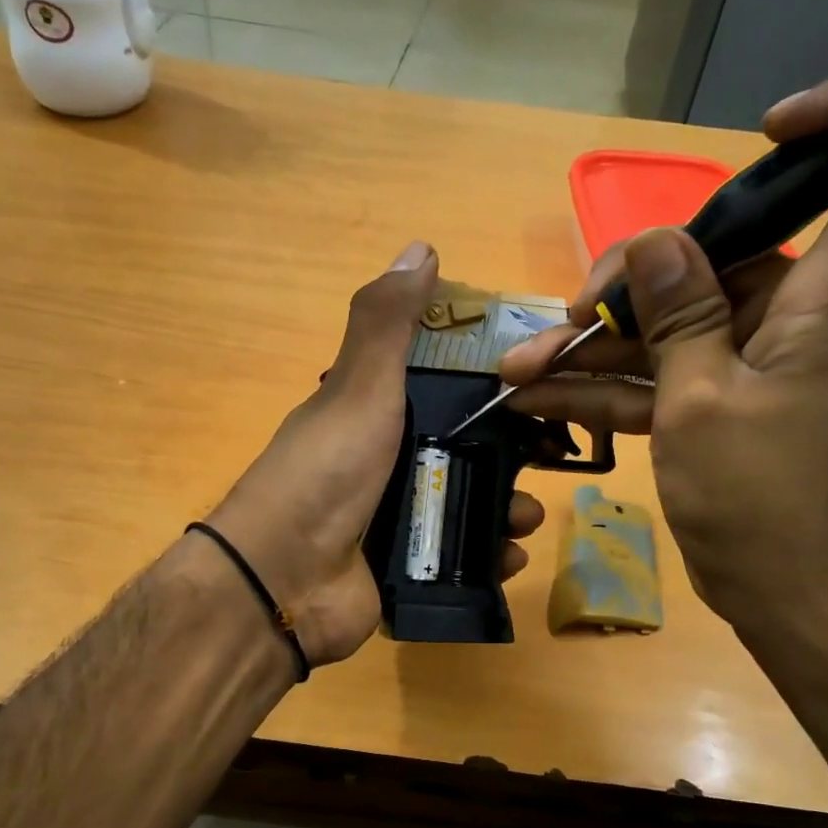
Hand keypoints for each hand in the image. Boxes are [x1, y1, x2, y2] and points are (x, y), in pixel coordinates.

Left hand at [211, 242, 544, 665]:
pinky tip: (507, 559)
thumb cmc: (326, 471)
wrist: (283, 579)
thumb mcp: (358, 387)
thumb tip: (421, 248)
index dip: (489, 386)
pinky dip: (489, 559)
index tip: (536, 387)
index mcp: (375, 414)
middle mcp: (387, 464)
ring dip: (507, 511)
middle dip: (510, 458)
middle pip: (466, 452)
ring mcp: (396, 521)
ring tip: (524, 521)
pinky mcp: (406, 570)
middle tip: (544, 463)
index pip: (444, 389)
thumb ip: (387, 322)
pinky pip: (461, 561)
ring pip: (469, 508)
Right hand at [499, 72, 827, 634]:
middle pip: (718, 255)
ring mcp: (746, 359)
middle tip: (570, 318)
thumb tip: (658, 243)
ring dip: (594, 345)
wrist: (781, 595)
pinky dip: (603, 385)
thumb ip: (680, 318)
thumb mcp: (703, 402)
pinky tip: (536, 396)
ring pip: (667, 323)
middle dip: (632, 281)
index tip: (768, 128)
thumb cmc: (759, 501)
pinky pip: (655, 374)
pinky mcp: (713, 399)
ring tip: (521, 369)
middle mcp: (790, 315)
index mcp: (822, 299)